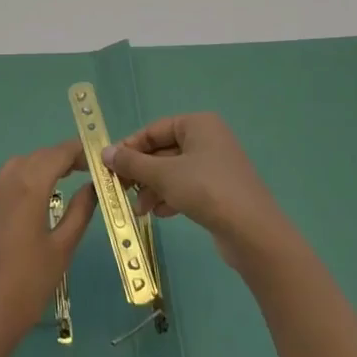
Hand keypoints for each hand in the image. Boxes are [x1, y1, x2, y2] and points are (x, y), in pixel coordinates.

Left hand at [0, 141, 97, 356]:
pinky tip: (35, 200)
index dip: (78, 150)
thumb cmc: (29, 284)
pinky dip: (23, 179)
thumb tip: (92, 186)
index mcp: (28, 188)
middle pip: (36, 157)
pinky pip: (4, 183)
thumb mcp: (62, 248)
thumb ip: (80, 211)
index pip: (56, 154)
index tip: (97, 157)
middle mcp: (5, 183)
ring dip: (40, 165)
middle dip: (61, 156)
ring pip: (17, 166)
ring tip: (63, 179)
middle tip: (85, 168)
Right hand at [101, 113, 294, 273]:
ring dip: (153, 188)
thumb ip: (132, 163)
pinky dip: (170, 197)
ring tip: (140, 209)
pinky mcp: (220, 190)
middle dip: (141, 172)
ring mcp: (216, 166)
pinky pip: (187, 187)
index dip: (130, 147)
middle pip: (163, 151)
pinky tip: (160, 214)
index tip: (109, 166)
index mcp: (198, 124)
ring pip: (173, 172)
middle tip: (120, 190)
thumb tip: (104, 152)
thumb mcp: (163, 174)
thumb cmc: (206, 190)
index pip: (154, 130)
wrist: (253, 233)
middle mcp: (208, 139)